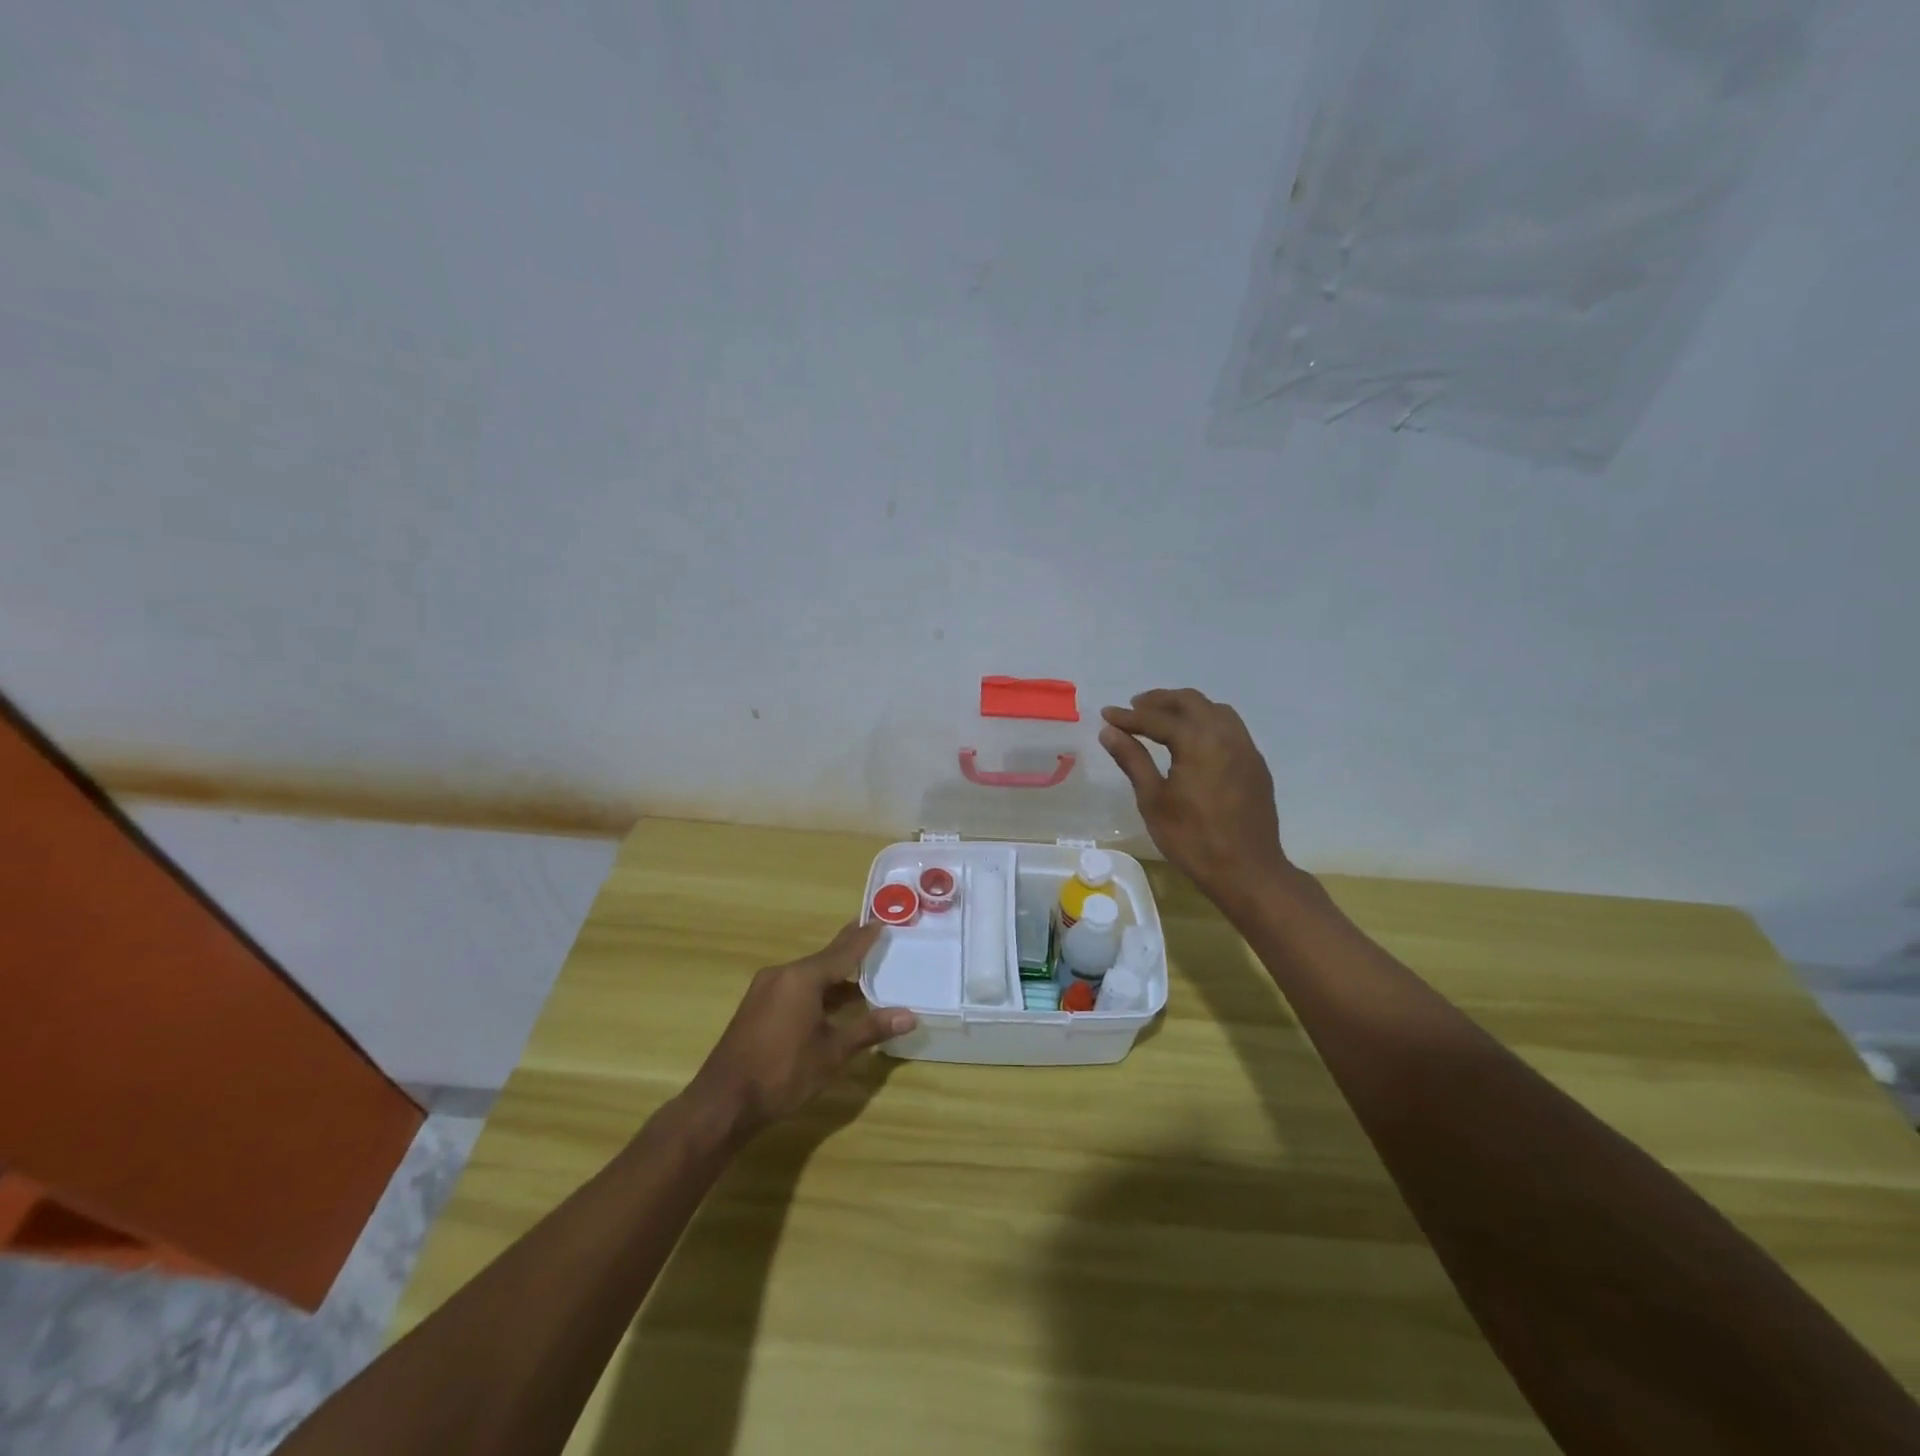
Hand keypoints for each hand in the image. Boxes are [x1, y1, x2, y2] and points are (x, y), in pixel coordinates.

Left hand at [684, 921, 914, 1139]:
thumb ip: (869, 1028)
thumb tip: (910, 1016)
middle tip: (873, 933)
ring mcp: (766, 990)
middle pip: (824, 958)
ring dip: (835, 977)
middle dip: (850, 950)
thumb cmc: (783, 1073)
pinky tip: (832, 1003)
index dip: (865, 938)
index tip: (882, 920)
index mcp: (802, 978)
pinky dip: (817, 991)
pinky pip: (795, 988)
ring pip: (809, 976)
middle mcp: (783, 974)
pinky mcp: (757, 1007)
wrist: (724, 1102)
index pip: (843, 951)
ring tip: (863, 975)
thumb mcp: (832, 1052)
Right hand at [1100, 688, 1291, 909]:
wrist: (1248, 871)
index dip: (1129, 716)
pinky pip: (1230, 728)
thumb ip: (1133, 759)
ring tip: (1162, 720)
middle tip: (1134, 708)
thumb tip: (1109, 731)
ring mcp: (1246, 749)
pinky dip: (1206, 723)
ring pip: (1215, 710)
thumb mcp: (1153, 800)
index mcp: (1199, 742)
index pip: (1157, 718)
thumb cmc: (1193, 839)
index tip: (1106, 714)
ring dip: (1186, 708)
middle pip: (1191, 702)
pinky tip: (1193, 742)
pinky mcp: (1256, 765)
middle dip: (1160, 701)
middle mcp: (1226, 735)